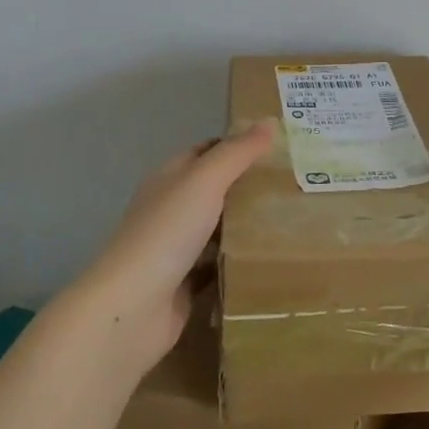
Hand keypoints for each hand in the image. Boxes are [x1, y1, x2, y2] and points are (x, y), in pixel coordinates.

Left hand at [76, 120, 275, 368]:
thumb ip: (238, 153)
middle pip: (215, 190)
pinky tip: (271, 260)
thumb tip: (270, 120)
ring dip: (248, 225)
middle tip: (296, 183)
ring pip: (219, 229)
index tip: (280, 146)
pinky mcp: (186, 284)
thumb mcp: (205, 181)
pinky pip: (219, 267)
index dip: (239, 144)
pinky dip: (240, 263)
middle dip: (250, 186)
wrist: (132, 308)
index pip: (208, 151)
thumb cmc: (166, 233)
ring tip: (294, 218)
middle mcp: (171, 209)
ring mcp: (176, 249)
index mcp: (170, 178)